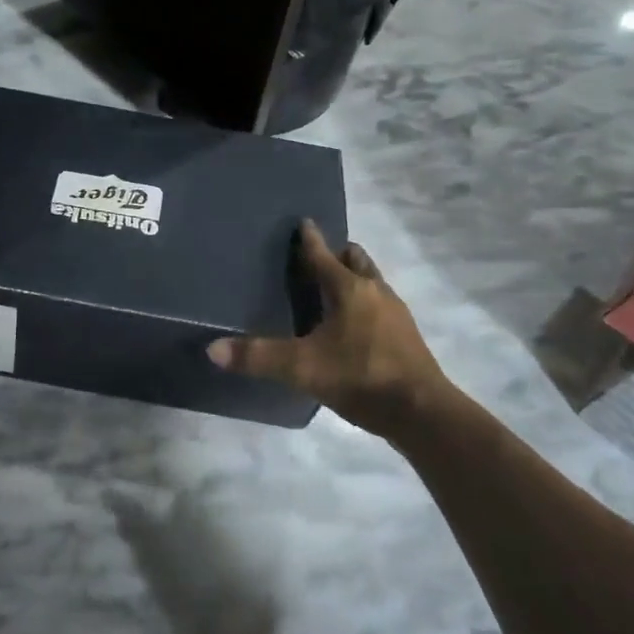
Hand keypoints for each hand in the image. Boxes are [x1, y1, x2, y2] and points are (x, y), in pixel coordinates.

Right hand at [207, 219, 461, 440]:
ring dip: (354, 279)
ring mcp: (395, 313)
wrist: (421, 411)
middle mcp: (374, 291)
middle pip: (356, 260)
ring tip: (334, 290)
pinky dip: (365, 305)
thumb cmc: (360, 376)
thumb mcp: (302, 367)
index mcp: (349, 289)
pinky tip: (354, 327)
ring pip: (372, 282)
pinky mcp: (406, 336)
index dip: (310, 239)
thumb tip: (212, 349)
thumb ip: (258, 356)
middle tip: (318, 258)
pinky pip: (381, 306)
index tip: (304, 222)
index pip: (323, 255)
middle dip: (339, 254)